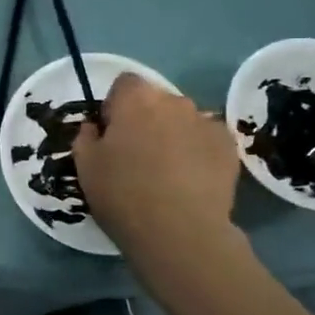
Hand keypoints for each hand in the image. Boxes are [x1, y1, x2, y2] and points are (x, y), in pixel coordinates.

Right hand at [72, 74, 243, 257]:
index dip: (115, 106)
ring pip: (183, 120)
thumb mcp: (85, 166)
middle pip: (156, 100)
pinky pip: (206, 139)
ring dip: (173, 134)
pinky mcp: (229, 147)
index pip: (124, 83)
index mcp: (136, 99)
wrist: (180, 231)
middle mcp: (174, 101)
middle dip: (145, 119)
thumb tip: (95, 127)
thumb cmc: (123, 194)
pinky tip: (190, 180)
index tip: (111, 134)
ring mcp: (206, 122)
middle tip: (137, 155)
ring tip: (167, 171)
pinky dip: (198, 151)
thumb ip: (85, 137)